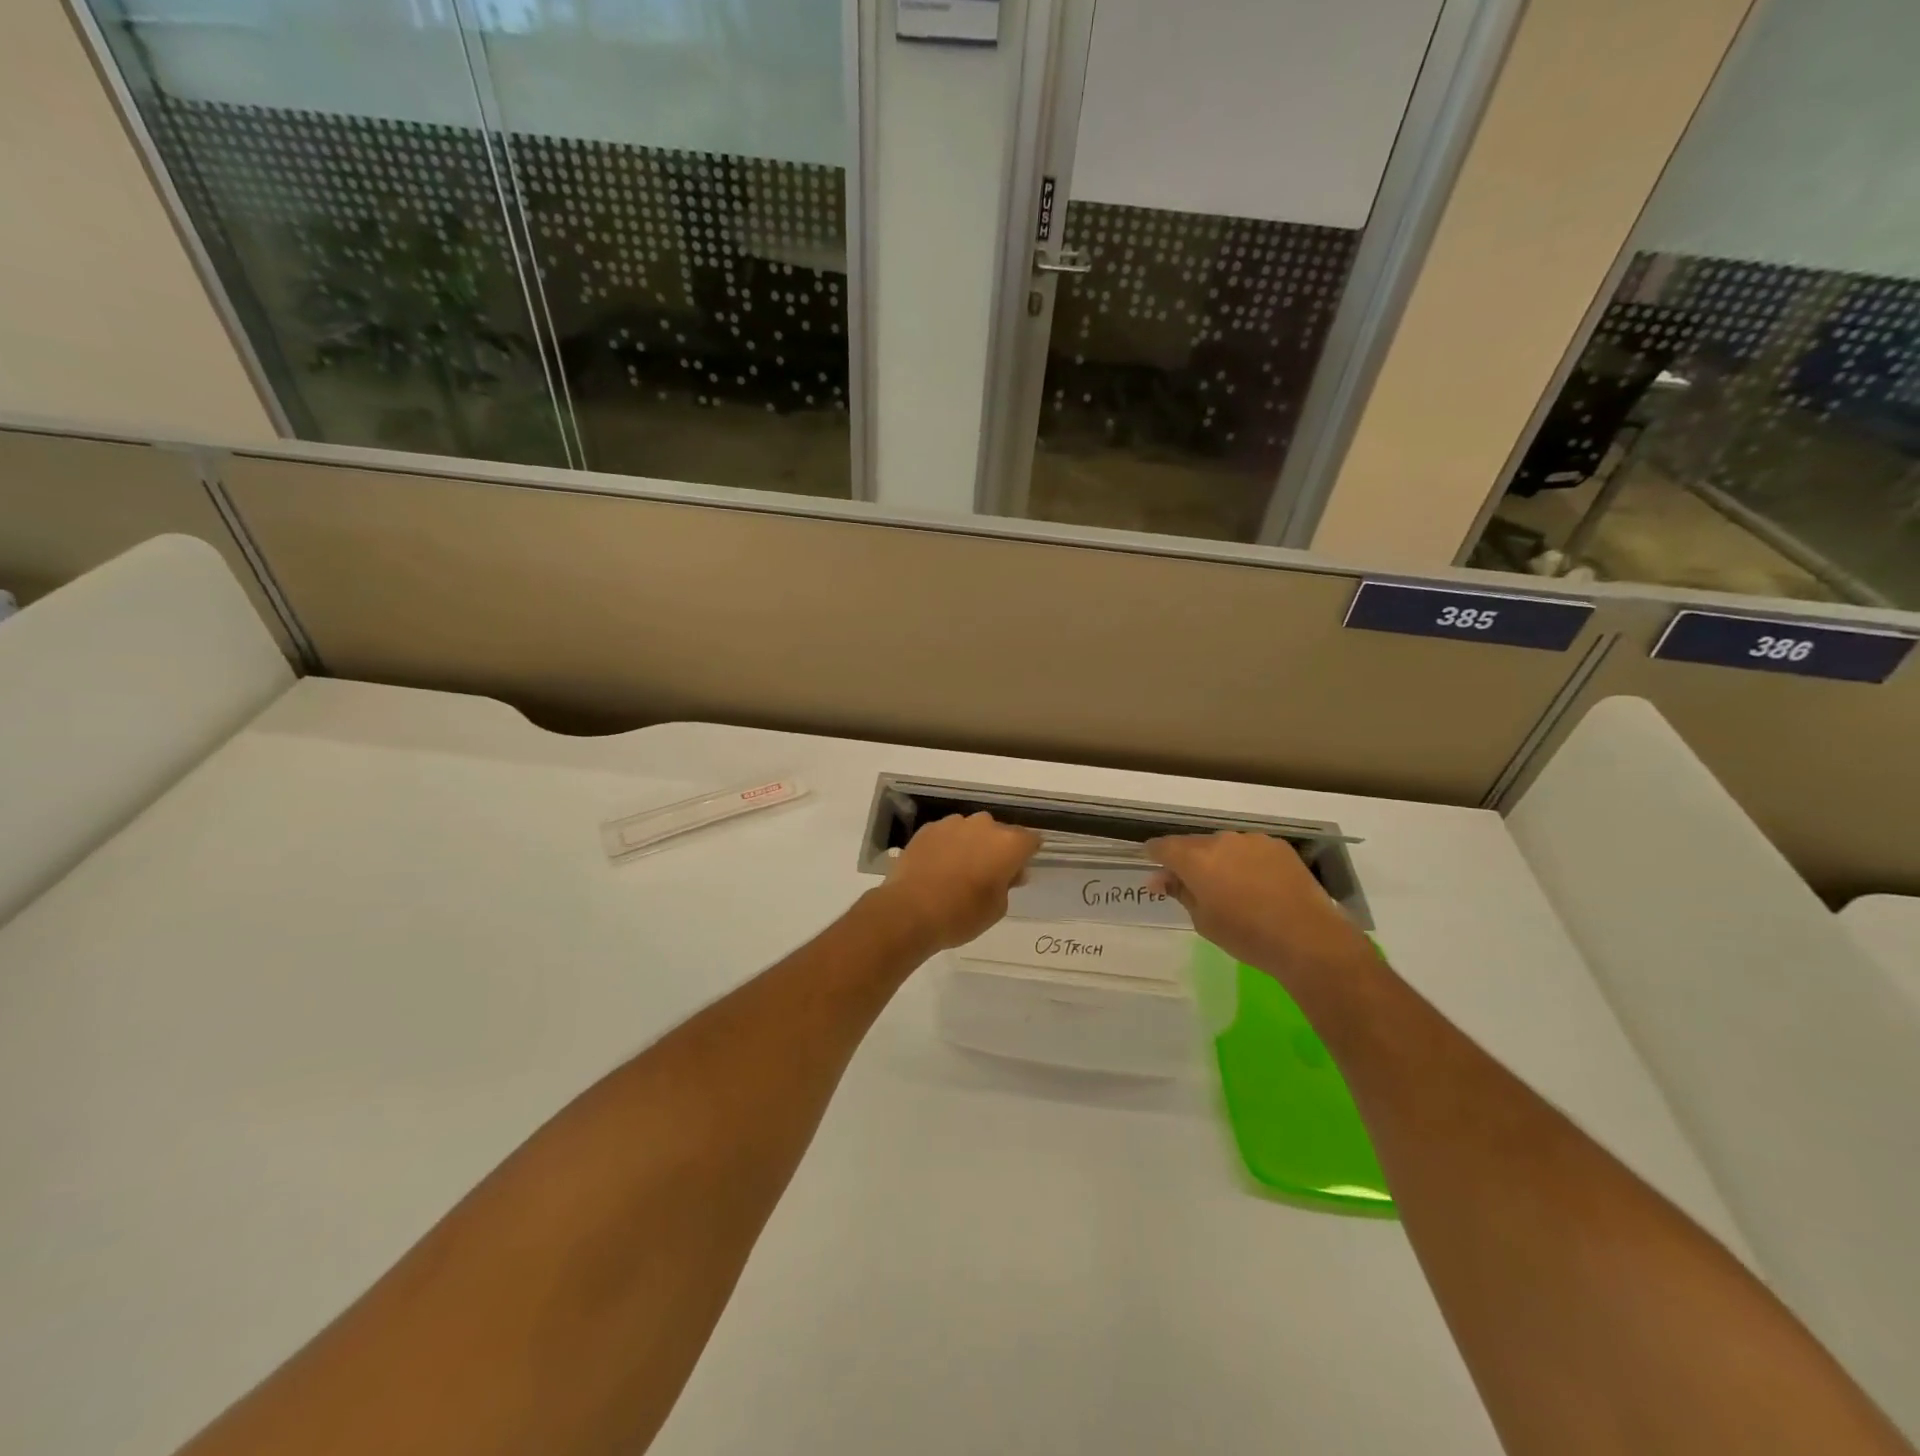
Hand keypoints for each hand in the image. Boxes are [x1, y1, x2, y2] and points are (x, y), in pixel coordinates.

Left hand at [875, 813, 1041, 952]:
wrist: (910, 911)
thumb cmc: (962, 914)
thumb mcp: (997, 908)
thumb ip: (1008, 884)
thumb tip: (1008, 872)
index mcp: (1008, 844)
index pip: (1030, 841)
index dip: (1026, 855)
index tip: (1018, 871)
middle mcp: (983, 825)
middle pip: (999, 833)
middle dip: (997, 849)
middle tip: (988, 874)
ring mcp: (953, 823)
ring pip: (971, 830)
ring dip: (971, 844)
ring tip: (958, 870)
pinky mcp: (928, 828)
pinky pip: (946, 834)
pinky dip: (947, 845)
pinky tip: (937, 866)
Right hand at [1147, 832, 1373, 989]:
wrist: (1306, 938)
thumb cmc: (1246, 935)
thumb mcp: (1203, 921)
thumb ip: (1180, 893)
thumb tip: (1159, 879)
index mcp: (1194, 859)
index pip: (1163, 846)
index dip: (1154, 854)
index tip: (1153, 866)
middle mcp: (1220, 841)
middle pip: (1194, 845)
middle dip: (1188, 860)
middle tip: (1192, 885)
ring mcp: (1252, 841)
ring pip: (1224, 846)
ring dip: (1219, 860)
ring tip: (1229, 886)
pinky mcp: (1278, 846)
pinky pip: (1250, 850)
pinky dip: (1246, 862)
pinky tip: (1257, 884)